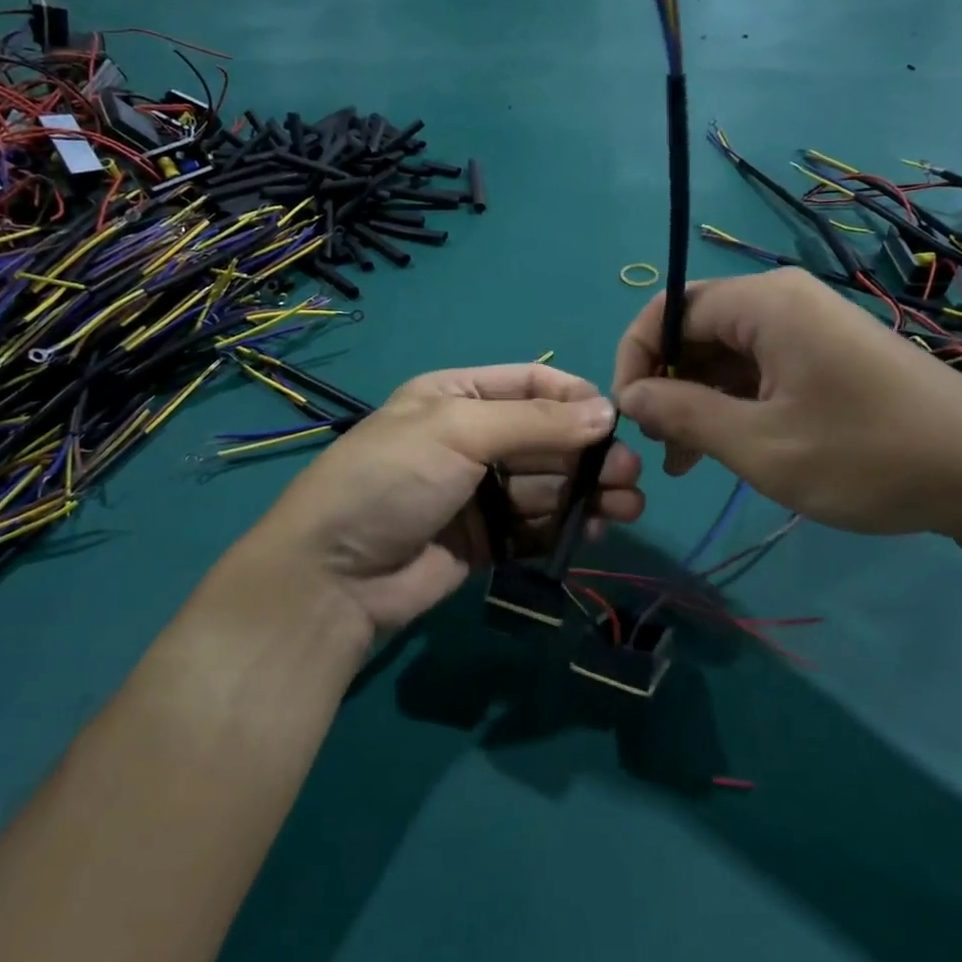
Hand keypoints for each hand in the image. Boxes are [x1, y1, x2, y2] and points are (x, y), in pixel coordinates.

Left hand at [235, 364, 643, 634]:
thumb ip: (534, 422)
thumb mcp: (457, 431)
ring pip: (549, 484)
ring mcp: (480, 493)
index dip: (575, 398)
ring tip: (625, 507)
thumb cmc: (391, 479)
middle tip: (629, 476)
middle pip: (547, 438)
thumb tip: (607, 411)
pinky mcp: (487, 540)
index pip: (531, 384)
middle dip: (589, 453)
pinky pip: (537, 526)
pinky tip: (595, 531)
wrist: (333, 576)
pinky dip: (567, 526)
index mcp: (458, 395)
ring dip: (588, 492)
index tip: (616, 420)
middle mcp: (472, 438)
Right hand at [612, 268, 961, 542]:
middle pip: (694, 328)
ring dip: (696, 400)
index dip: (635, 359)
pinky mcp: (826, 353)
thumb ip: (684, 414)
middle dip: (666, 383)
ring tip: (683, 461)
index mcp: (764, 304)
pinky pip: (758, 368)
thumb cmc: (868, 456)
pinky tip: (725, 448)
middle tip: (658, 445)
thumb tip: (629, 395)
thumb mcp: (761, 446)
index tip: (629, 416)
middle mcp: (783, 300)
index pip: (667, 311)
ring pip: (724, 353)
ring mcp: (808, 326)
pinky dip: (733, 403)